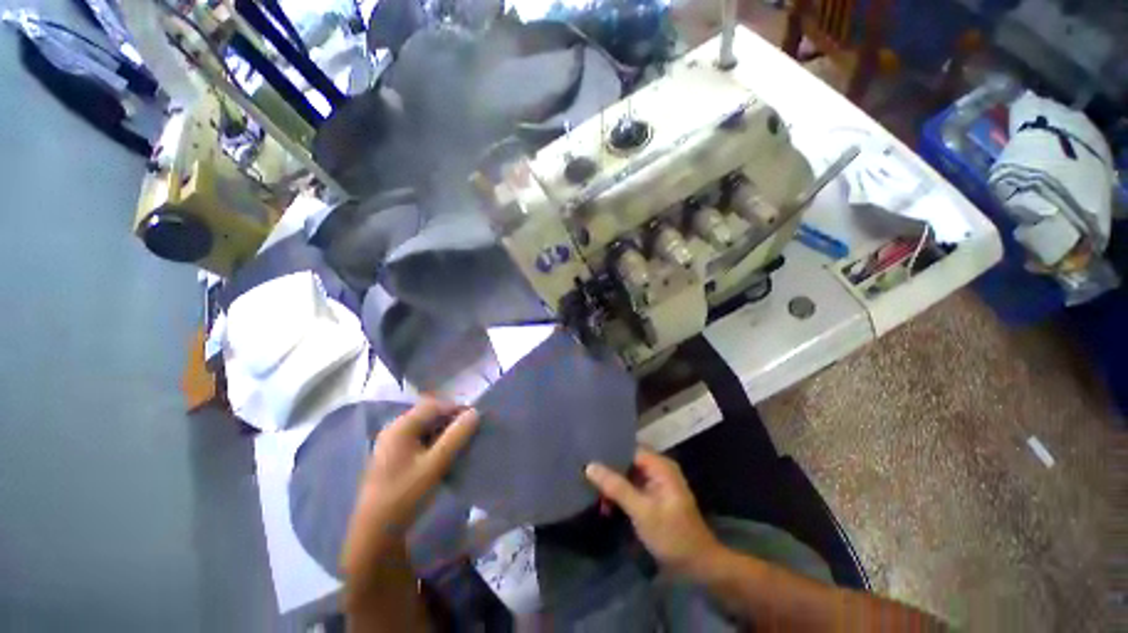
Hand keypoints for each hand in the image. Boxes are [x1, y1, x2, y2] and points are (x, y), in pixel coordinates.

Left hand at [341, 398, 478, 577]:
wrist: (376, 532)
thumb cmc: (405, 495)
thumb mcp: (435, 464)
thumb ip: (456, 436)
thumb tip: (475, 412)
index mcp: (400, 427)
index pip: (433, 406)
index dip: (456, 408)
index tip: (475, 419)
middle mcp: (394, 429)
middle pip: (428, 415)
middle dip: (451, 419)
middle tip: (470, 430)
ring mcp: (393, 443)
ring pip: (425, 427)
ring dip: (444, 431)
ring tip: (462, 441)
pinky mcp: (395, 456)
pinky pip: (420, 439)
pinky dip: (435, 441)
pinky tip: (446, 453)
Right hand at [586, 448, 722, 576]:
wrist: (697, 566)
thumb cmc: (672, 535)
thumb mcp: (642, 511)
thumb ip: (616, 487)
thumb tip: (590, 466)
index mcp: (660, 466)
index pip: (630, 449)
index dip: (610, 452)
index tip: (588, 455)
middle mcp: (659, 469)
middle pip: (628, 461)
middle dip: (609, 471)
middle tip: (586, 476)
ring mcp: (656, 483)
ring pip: (628, 475)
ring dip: (613, 486)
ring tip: (594, 494)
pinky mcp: (653, 497)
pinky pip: (632, 488)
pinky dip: (620, 495)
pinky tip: (607, 505)